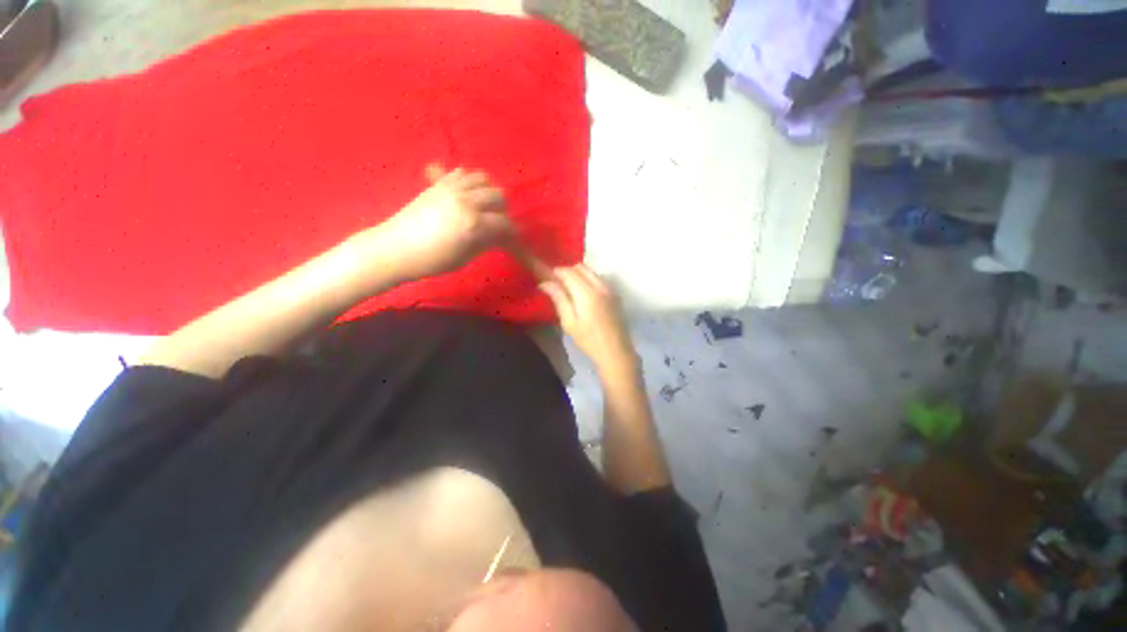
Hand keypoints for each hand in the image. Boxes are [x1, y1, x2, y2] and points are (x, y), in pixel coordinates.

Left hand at [373, 164, 513, 282]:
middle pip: (497, 195)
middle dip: (503, 209)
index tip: (513, 237)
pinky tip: (466, 194)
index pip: (504, 222)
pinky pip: (460, 172)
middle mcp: (465, 201)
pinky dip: (469, 181)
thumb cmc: (432, 261)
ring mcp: (450, 189)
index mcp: (473, 223)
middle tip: (498, 221)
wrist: (395, 248)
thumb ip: (485, 243)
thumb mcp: (464, 257)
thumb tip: (499, 236)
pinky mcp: (438, 184)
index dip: (512, 231)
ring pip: (481, 178)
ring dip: (487, 191)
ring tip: (483, 205)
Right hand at [540, 265, 637, 378]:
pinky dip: (588, 279)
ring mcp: (610, 289)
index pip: (569, 272)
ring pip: (591, 272)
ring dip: (578, 274)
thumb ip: (559, 299)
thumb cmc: (589, 340)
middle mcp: (600, 286)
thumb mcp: (569, 322)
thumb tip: (545, 283)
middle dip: (567, 271)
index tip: (545, 276)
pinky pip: (598, 278)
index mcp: (587, 293)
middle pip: (581, 267)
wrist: (616, 352)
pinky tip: (582, 294)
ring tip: (568, 289)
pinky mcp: (615, 295)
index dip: (555, 271)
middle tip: (556, 283)